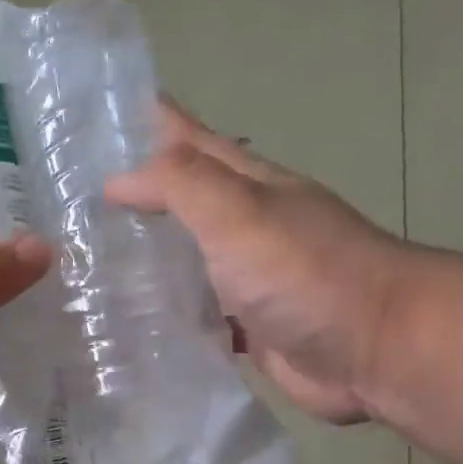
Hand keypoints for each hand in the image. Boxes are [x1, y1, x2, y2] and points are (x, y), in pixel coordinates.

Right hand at [106, 102, 407, 423]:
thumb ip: (181, 185)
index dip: (156, 124)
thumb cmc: (307, 272)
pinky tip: (135, 319)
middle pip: (187, 200)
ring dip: (149, 256)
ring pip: (188, 258)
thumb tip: (119, 179)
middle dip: (143, 193)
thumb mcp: (240, 212)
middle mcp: (248, 227)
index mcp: (249, 187)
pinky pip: (197, 312)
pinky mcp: (250, 327)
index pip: (194, 143)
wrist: (378, 348)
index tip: (108, 115)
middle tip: (84, 196)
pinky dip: (167, 311)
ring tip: (95, 258)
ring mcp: (250, 279)